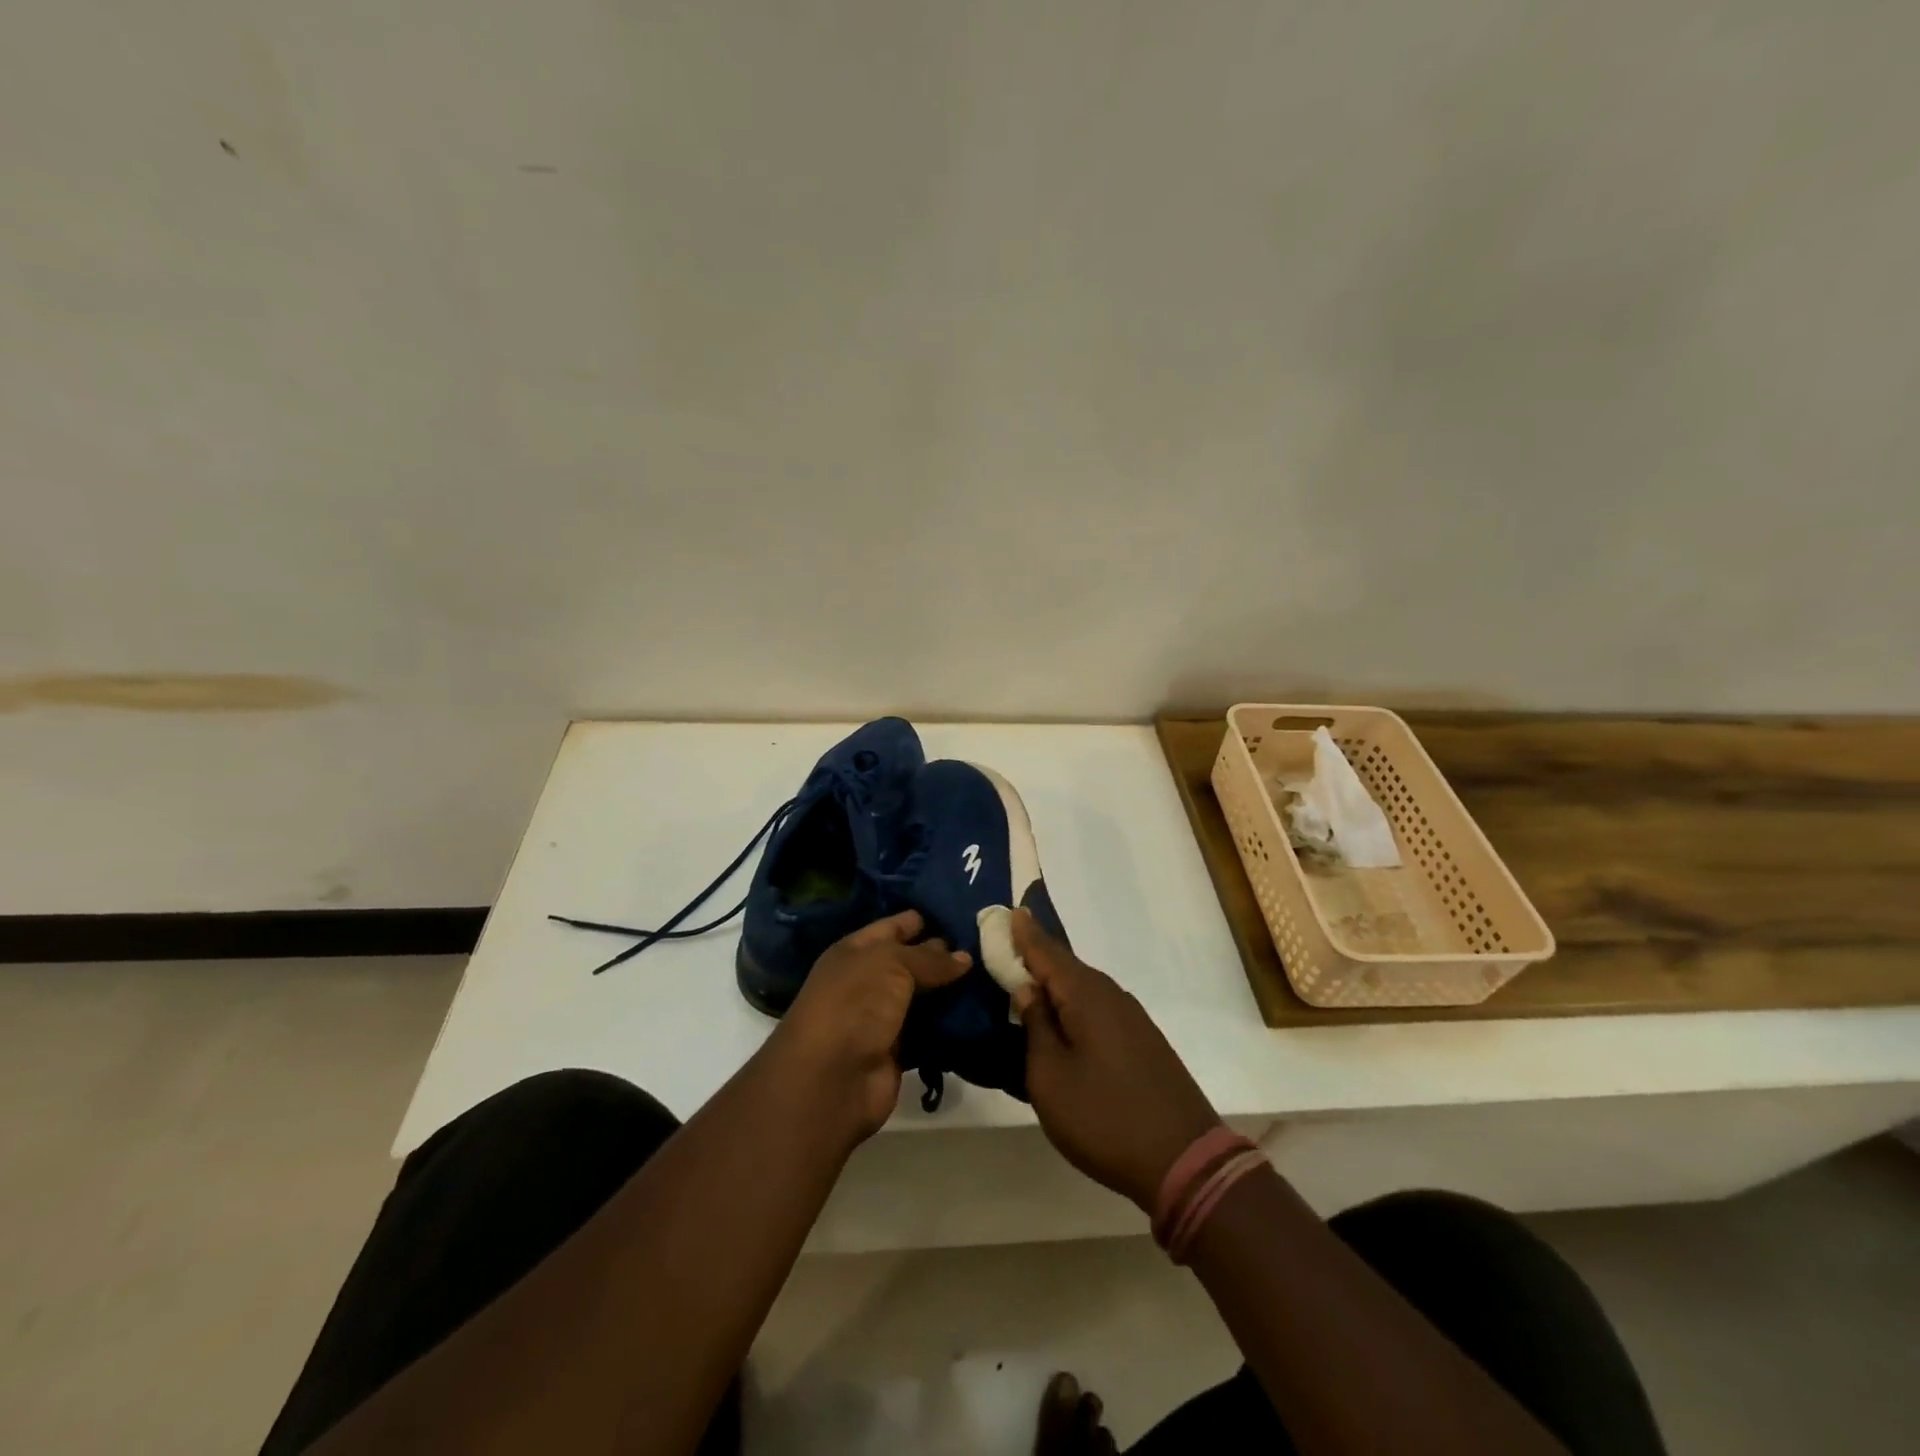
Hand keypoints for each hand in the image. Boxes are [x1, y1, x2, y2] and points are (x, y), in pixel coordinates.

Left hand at [768, 910, 970, 1143]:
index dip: (923, 919)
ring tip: (992, 975)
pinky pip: (930, 1030)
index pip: (893, 927)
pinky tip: (981, 1011)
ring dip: (952, 991)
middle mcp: (867, 981)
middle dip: (944, 954)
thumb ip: (929, 958)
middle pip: (911, 962)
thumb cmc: (855, 1003)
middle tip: (988, 944)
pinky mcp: (899, 1050)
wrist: (831, 1079)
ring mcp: (882, 1017)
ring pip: (924, 997)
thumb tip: (964, 957)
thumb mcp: (891, 964)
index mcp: (855, 952)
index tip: (962, 912)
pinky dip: (951, 1024)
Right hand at [1012, 909, 1219, 1211]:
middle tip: (1007, 944)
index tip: (1006, 910)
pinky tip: (1064, 1020)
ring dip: (1056, 983)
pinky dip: (1074, 1005)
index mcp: (1086, 995)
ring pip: (1083, 989)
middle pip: (1066, 966)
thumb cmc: (1103, 1117)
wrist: (1184, 1160)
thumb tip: (1027, 989)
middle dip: (1037, 955)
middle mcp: (1111, 995)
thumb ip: (1035, 1027)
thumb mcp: (1050, 1077)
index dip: (1023, 933)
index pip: (1046, 951)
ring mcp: (1132, 1018)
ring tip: (1028, 981)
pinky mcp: (1142, 1041)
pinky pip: (1097, 1009)